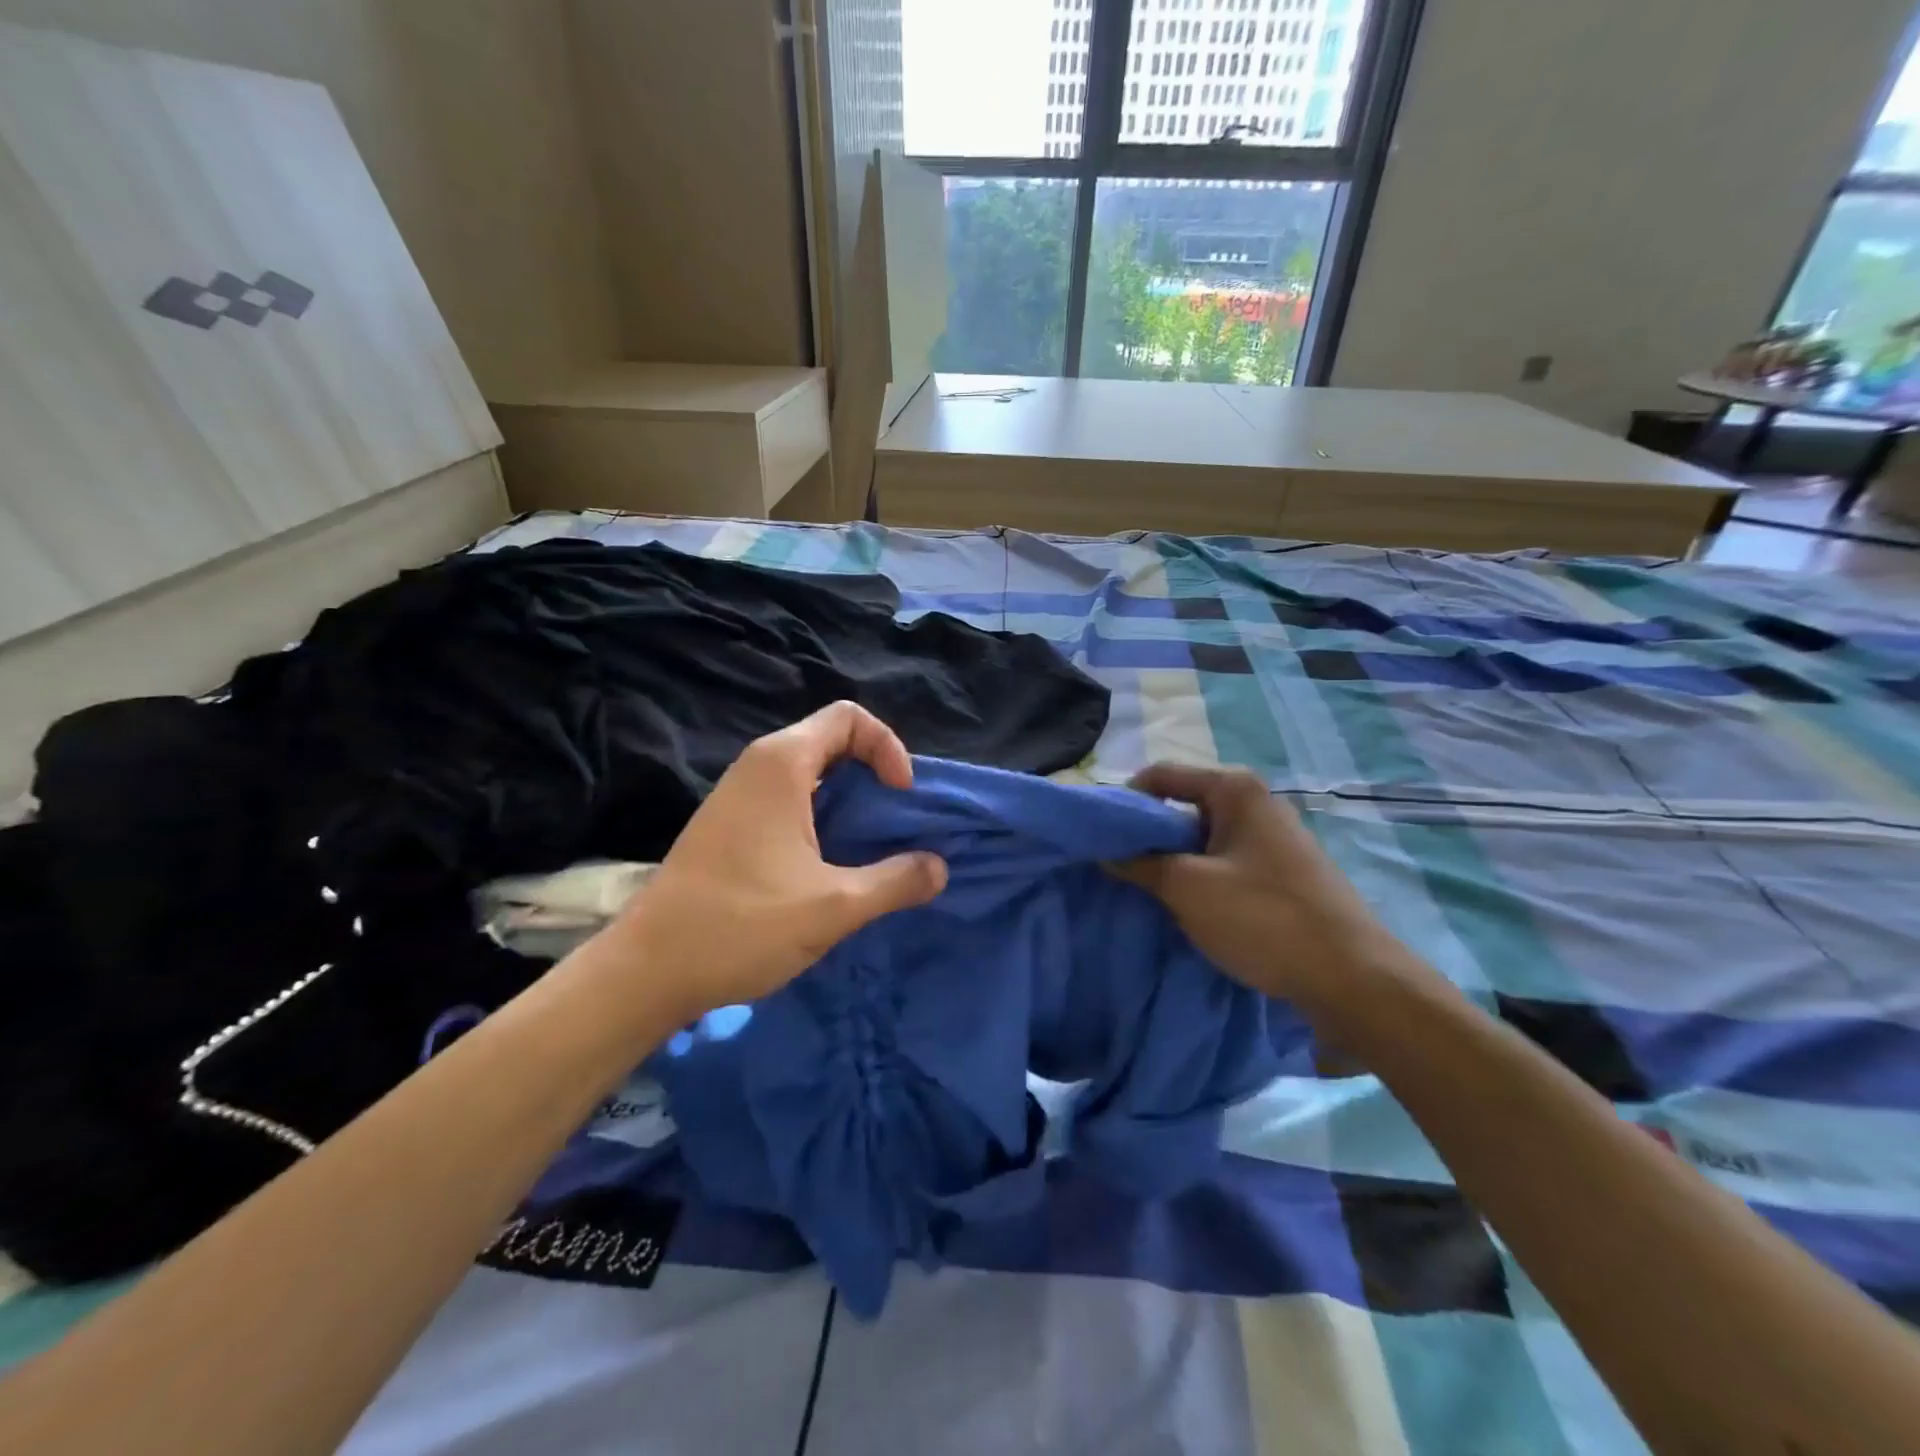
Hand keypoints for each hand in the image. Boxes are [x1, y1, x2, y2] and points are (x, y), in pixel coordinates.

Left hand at [605, 702, 947, 1022]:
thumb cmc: (742, 925)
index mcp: (781, 764)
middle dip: (873, 775)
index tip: (900, 798)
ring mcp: (738, 796)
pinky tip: (828, 867)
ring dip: (849, 802)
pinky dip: (821, 818)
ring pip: (810, 774)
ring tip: (869, 849)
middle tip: (893, 824)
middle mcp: (758, 766)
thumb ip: (896, 881)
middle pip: (832, 741)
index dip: (888, 747)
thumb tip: (940, 868)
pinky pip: (789, 800)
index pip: (849, 717)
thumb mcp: (835, 906)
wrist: (647, 971)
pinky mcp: (730, 825)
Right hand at [1111, 764, 1413, 1008]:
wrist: (1352, 978)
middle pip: (1181, 806)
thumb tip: (1104, 851)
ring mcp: (1272, 838)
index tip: (1099, 836)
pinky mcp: (1281, 872)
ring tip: (1147, 892)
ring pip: (1201, 839)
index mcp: (1235, 789)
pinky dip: (1199, 878)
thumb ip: (1138, 862)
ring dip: (1171, 862)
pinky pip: (1224, 863)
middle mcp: (1255, 802)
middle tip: (1117, 867)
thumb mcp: (1187, 887)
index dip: (1125, 801)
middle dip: (1147, 835)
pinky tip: (1187, 909)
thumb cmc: (1263, 917)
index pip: (1161, 776)